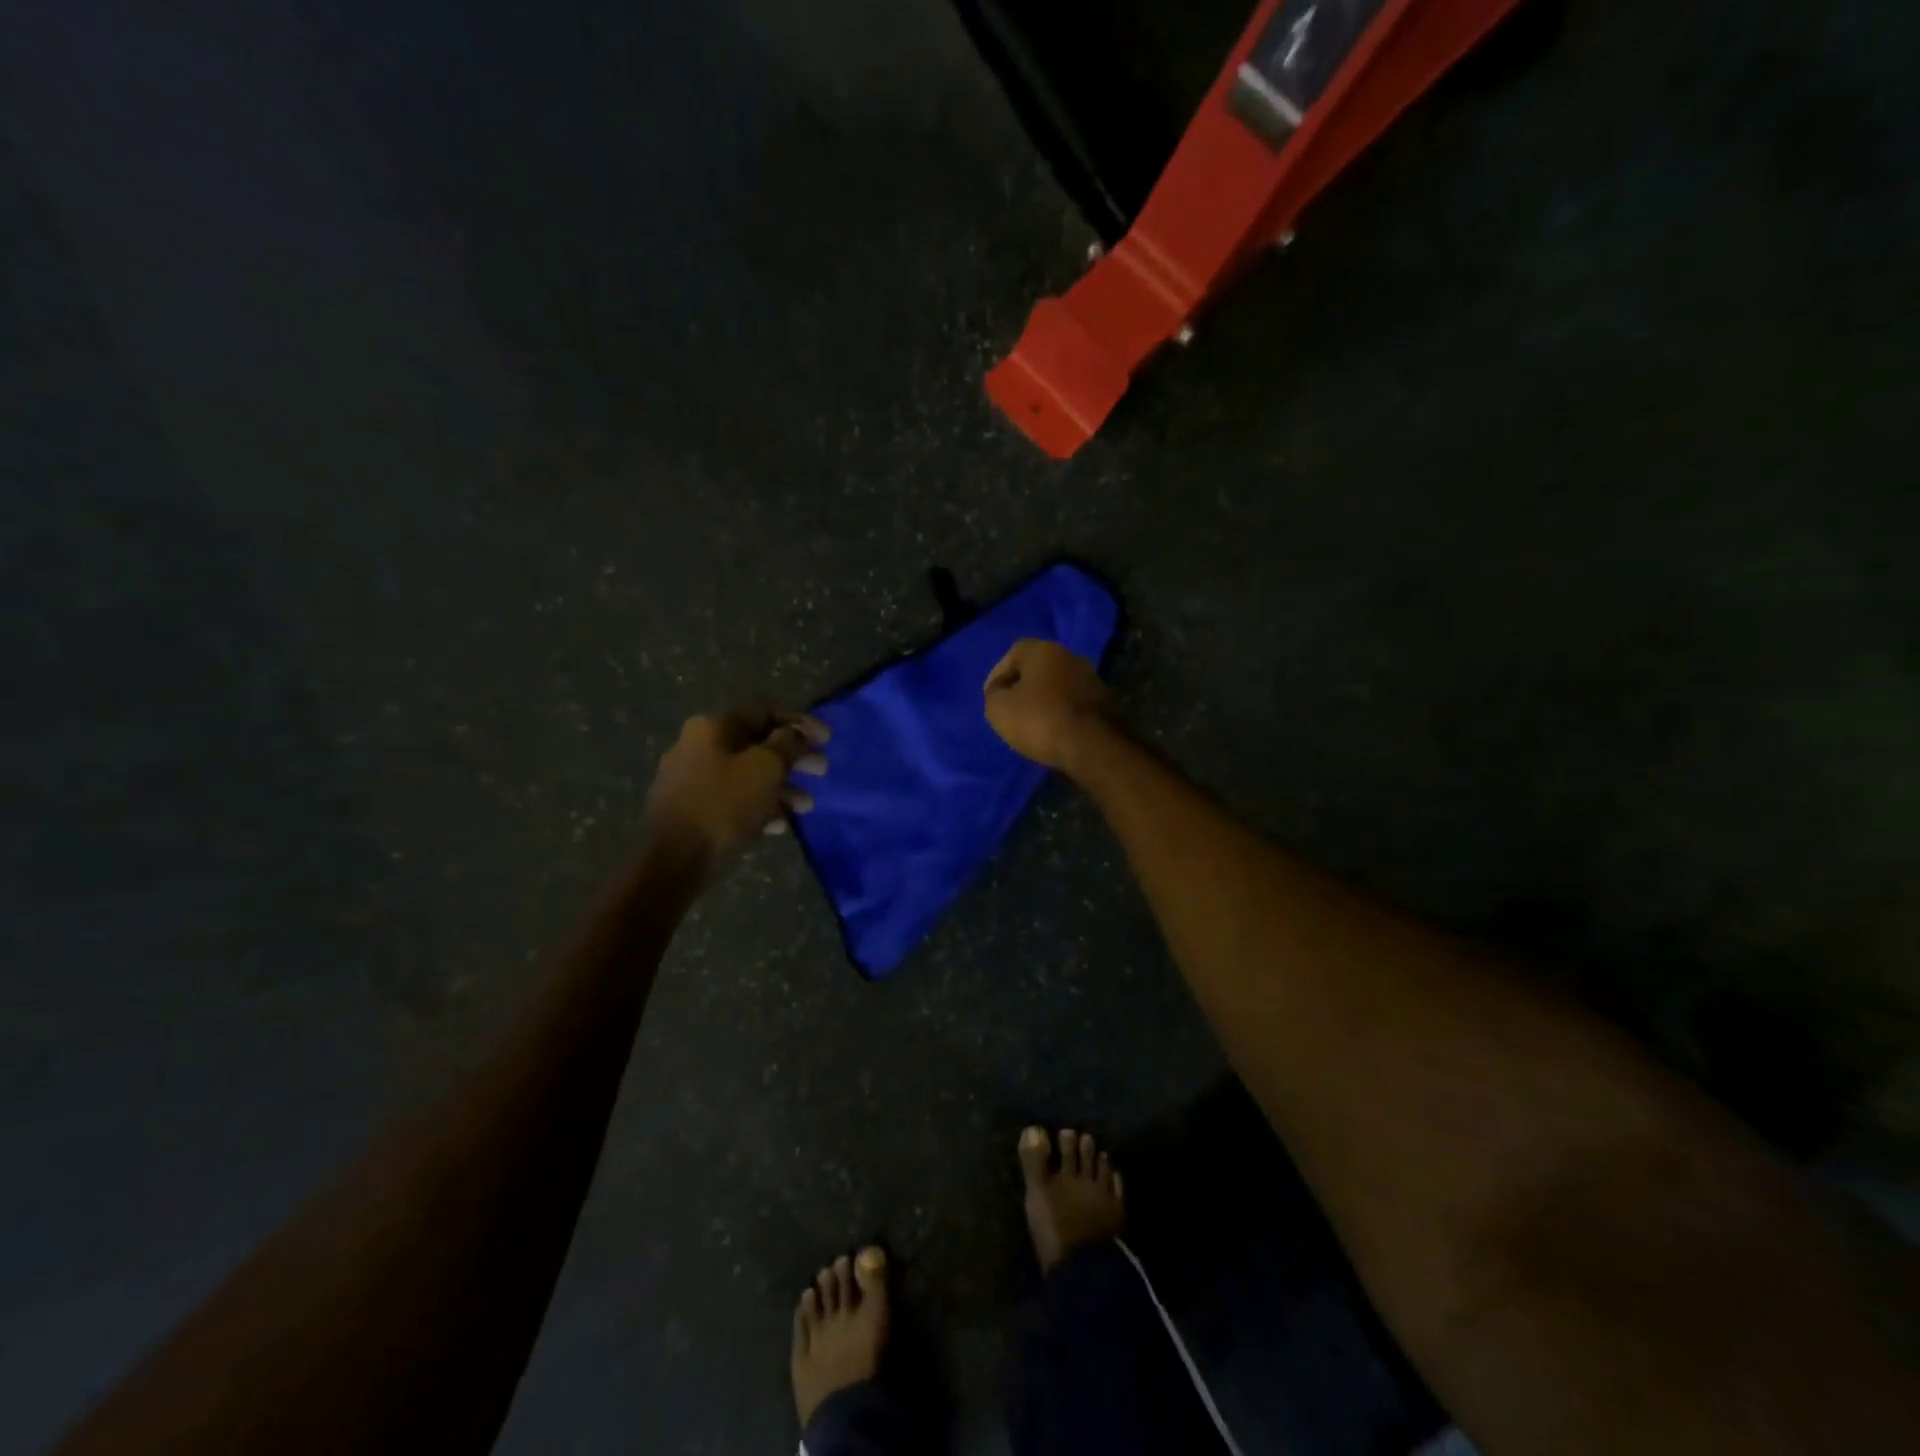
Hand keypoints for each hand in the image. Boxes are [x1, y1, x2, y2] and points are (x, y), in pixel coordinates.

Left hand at [641, 709, 828, 862]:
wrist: (673, 859)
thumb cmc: (724, 804)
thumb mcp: (766, 768)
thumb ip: (787, 744)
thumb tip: (795, 733)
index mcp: (712, 728)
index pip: (764, 713)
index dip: (800, 723)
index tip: (827, 740)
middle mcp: (697, 746)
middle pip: (756, 746)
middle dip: (793, 759)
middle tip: (821, 771)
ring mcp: (690, 779)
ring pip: (746, 775)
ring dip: (780, 788)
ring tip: (806, 807)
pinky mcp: (689, 810)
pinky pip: (732, 800)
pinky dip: (758, 807)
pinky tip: (778, 825)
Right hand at [982, 639, 1114, 771]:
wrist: (1092, 746)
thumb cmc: (1039, 720)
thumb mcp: (998, 708)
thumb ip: (994, 694)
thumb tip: (1000, 690)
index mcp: (1044, 650)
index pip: (1013, 653)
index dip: (998, 675)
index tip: (992, 697)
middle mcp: (1071, 657)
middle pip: (1038, 669)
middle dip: (1022, 687)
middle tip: (1010, 709)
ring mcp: (1092, 679)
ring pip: (1058, 686)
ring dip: (1044, 701)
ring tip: (1031, 724)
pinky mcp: (1105, 703)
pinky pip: (1073, 704)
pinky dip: (1061, 714)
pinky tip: (1054, 731)